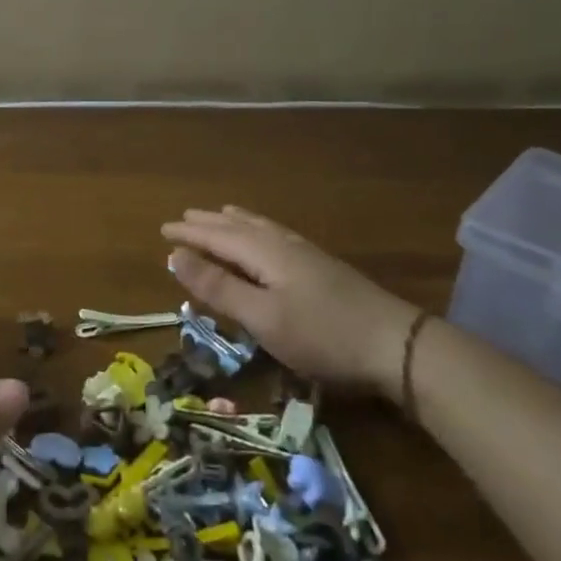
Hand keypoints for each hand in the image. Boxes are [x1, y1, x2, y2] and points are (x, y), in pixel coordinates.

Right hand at [161, 206, 421, 398]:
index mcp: (264, 253)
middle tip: (184, 217)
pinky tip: (269, 239)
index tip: (162, 229)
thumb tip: (175, 255)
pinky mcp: (323, 269)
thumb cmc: (321, 335)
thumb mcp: (261, 317)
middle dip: (209, 223)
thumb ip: (218, 286)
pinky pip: (277, 236)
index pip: (217, 236)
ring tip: (221, 215)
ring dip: (235, 222)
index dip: (189, 233)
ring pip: (261, 228)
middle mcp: (283, 245)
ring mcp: (307, 255)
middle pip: (238, 227)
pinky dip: (259, 230)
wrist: (398, 346)